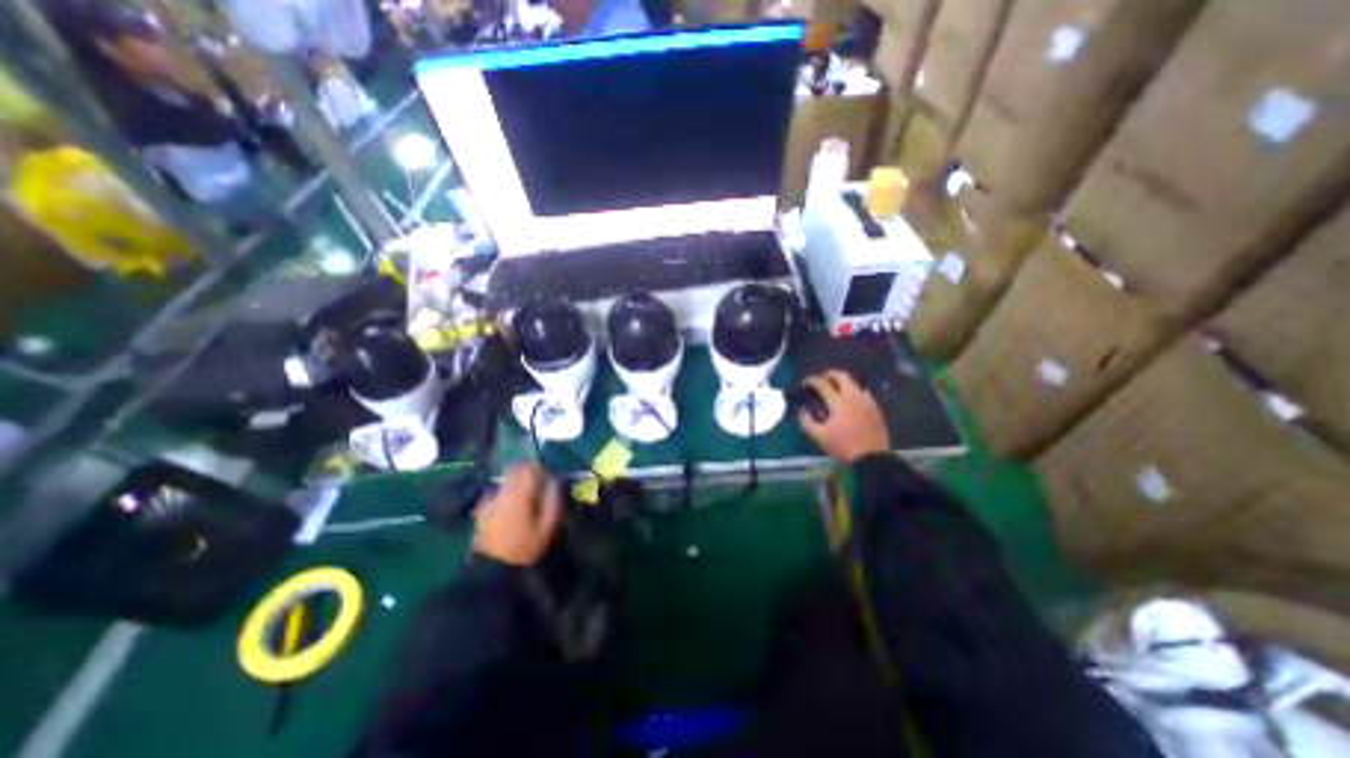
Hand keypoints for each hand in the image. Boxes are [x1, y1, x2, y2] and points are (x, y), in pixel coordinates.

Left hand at [472, 464, 561, 565]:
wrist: (491, 572)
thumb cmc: (524, 548)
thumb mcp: (547, 527)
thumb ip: (552, 500)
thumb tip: (554, 481)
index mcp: (518, 494)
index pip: (528, 468)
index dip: (539, 469)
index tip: (547, 477)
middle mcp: (501, 492)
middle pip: (513, 470)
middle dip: (526, 473)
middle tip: (537, 485)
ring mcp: (488, 501)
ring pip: (504, 481)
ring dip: (515, 484)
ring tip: (524, 498)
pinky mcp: (480, 511)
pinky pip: (496, 493)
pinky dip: (505, 495)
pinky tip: (511, 510)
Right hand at [794, 369, 894, 465]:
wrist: (872, 458)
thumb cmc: (843, 446)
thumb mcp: (819, 436)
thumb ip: (806, 421)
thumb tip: (802, 409)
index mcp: (838, 402)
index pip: (822, 383)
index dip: (811, 380)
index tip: (804, 383)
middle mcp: (853, 396)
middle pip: (842, 376)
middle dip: (829, 374)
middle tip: (822, 378)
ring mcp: (866, 400)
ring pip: (854, 382)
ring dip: (843, 381)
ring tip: (835, 387)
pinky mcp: (875, 407)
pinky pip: (863, 391)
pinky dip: (854, 390)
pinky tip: (851, 398)